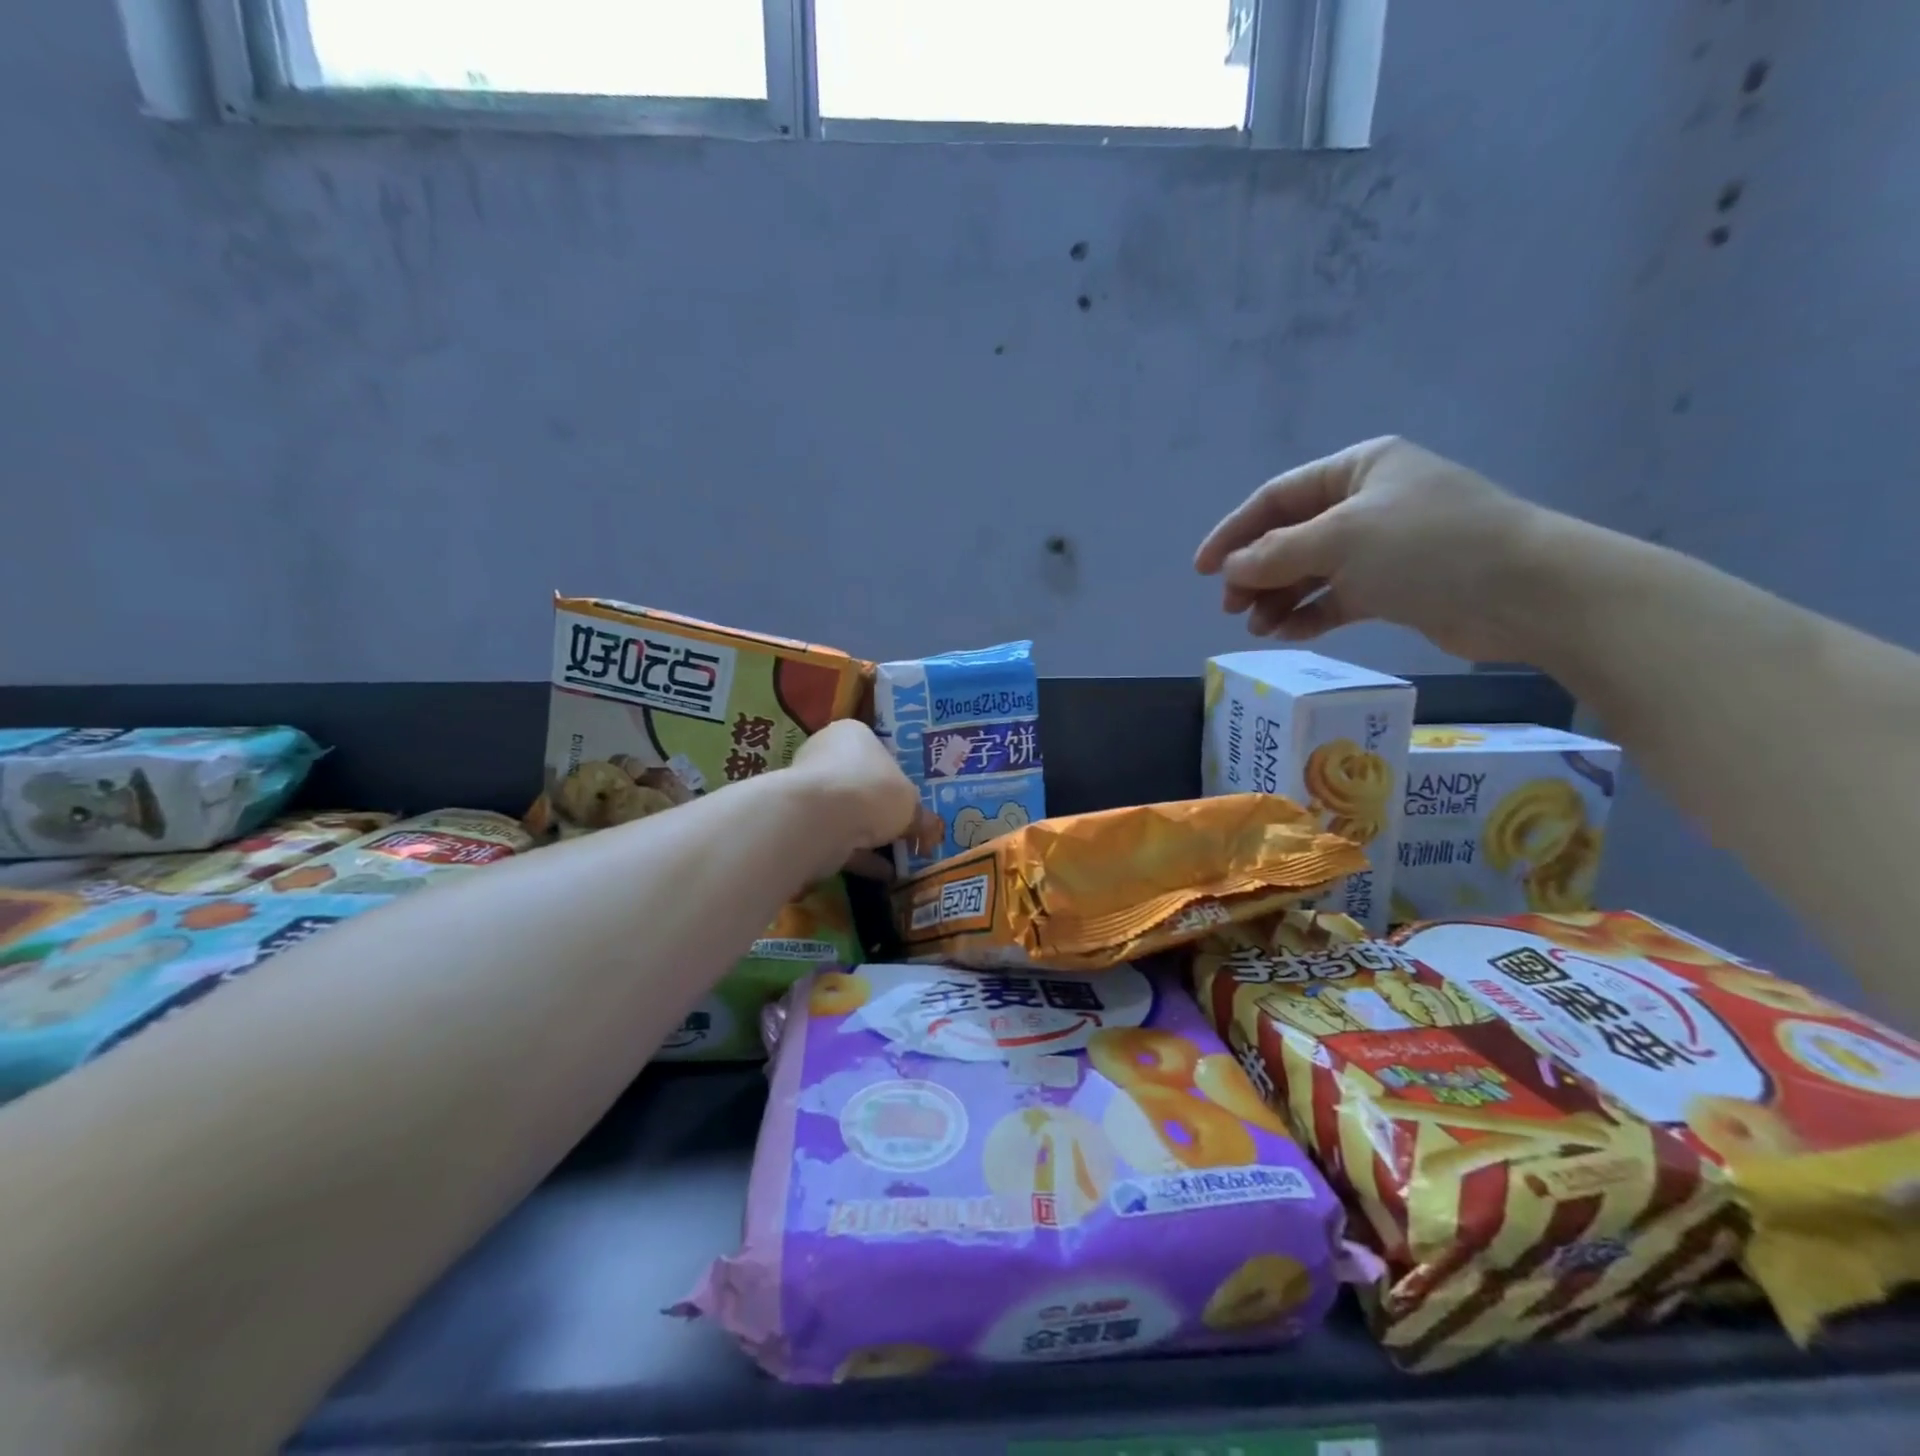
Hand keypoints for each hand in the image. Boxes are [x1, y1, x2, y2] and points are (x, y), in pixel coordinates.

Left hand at [790, 720, 941, 879]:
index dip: (896, 775)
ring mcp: (811, 790)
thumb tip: (931, 829)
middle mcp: (826, 755)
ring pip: (847, 814)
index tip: (910, 799)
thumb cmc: (872, 790)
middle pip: (860, 783)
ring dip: (870, 836)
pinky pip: (837, 839)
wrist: (820, 819)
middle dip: (881, 809)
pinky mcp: (802, 824)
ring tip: (900, 857)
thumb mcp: (910, 802)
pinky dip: (859, 857)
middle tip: (906, 829)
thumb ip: (920, 816)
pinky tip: (884, 874)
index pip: (876, 750)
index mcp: (852, 734)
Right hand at [1194, 437, 1549, 661]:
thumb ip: (1276, 554)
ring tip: (1258, 628)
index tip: (1202, 570)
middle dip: (1256, 572)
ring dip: (1279, 598)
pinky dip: (1310, 614)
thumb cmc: (1428, 546)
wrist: (1525, 592)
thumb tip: (1229, 571)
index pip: (1277, 498)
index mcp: (1357, 469)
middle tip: (1231, 608)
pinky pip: (1336, 597)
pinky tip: (1289, 633)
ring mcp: (1382, 546)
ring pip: (1311, 571)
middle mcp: (1367, 502)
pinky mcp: (1395, 587)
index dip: (1234, 532)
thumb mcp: (1341, 539)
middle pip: (1290, 536)